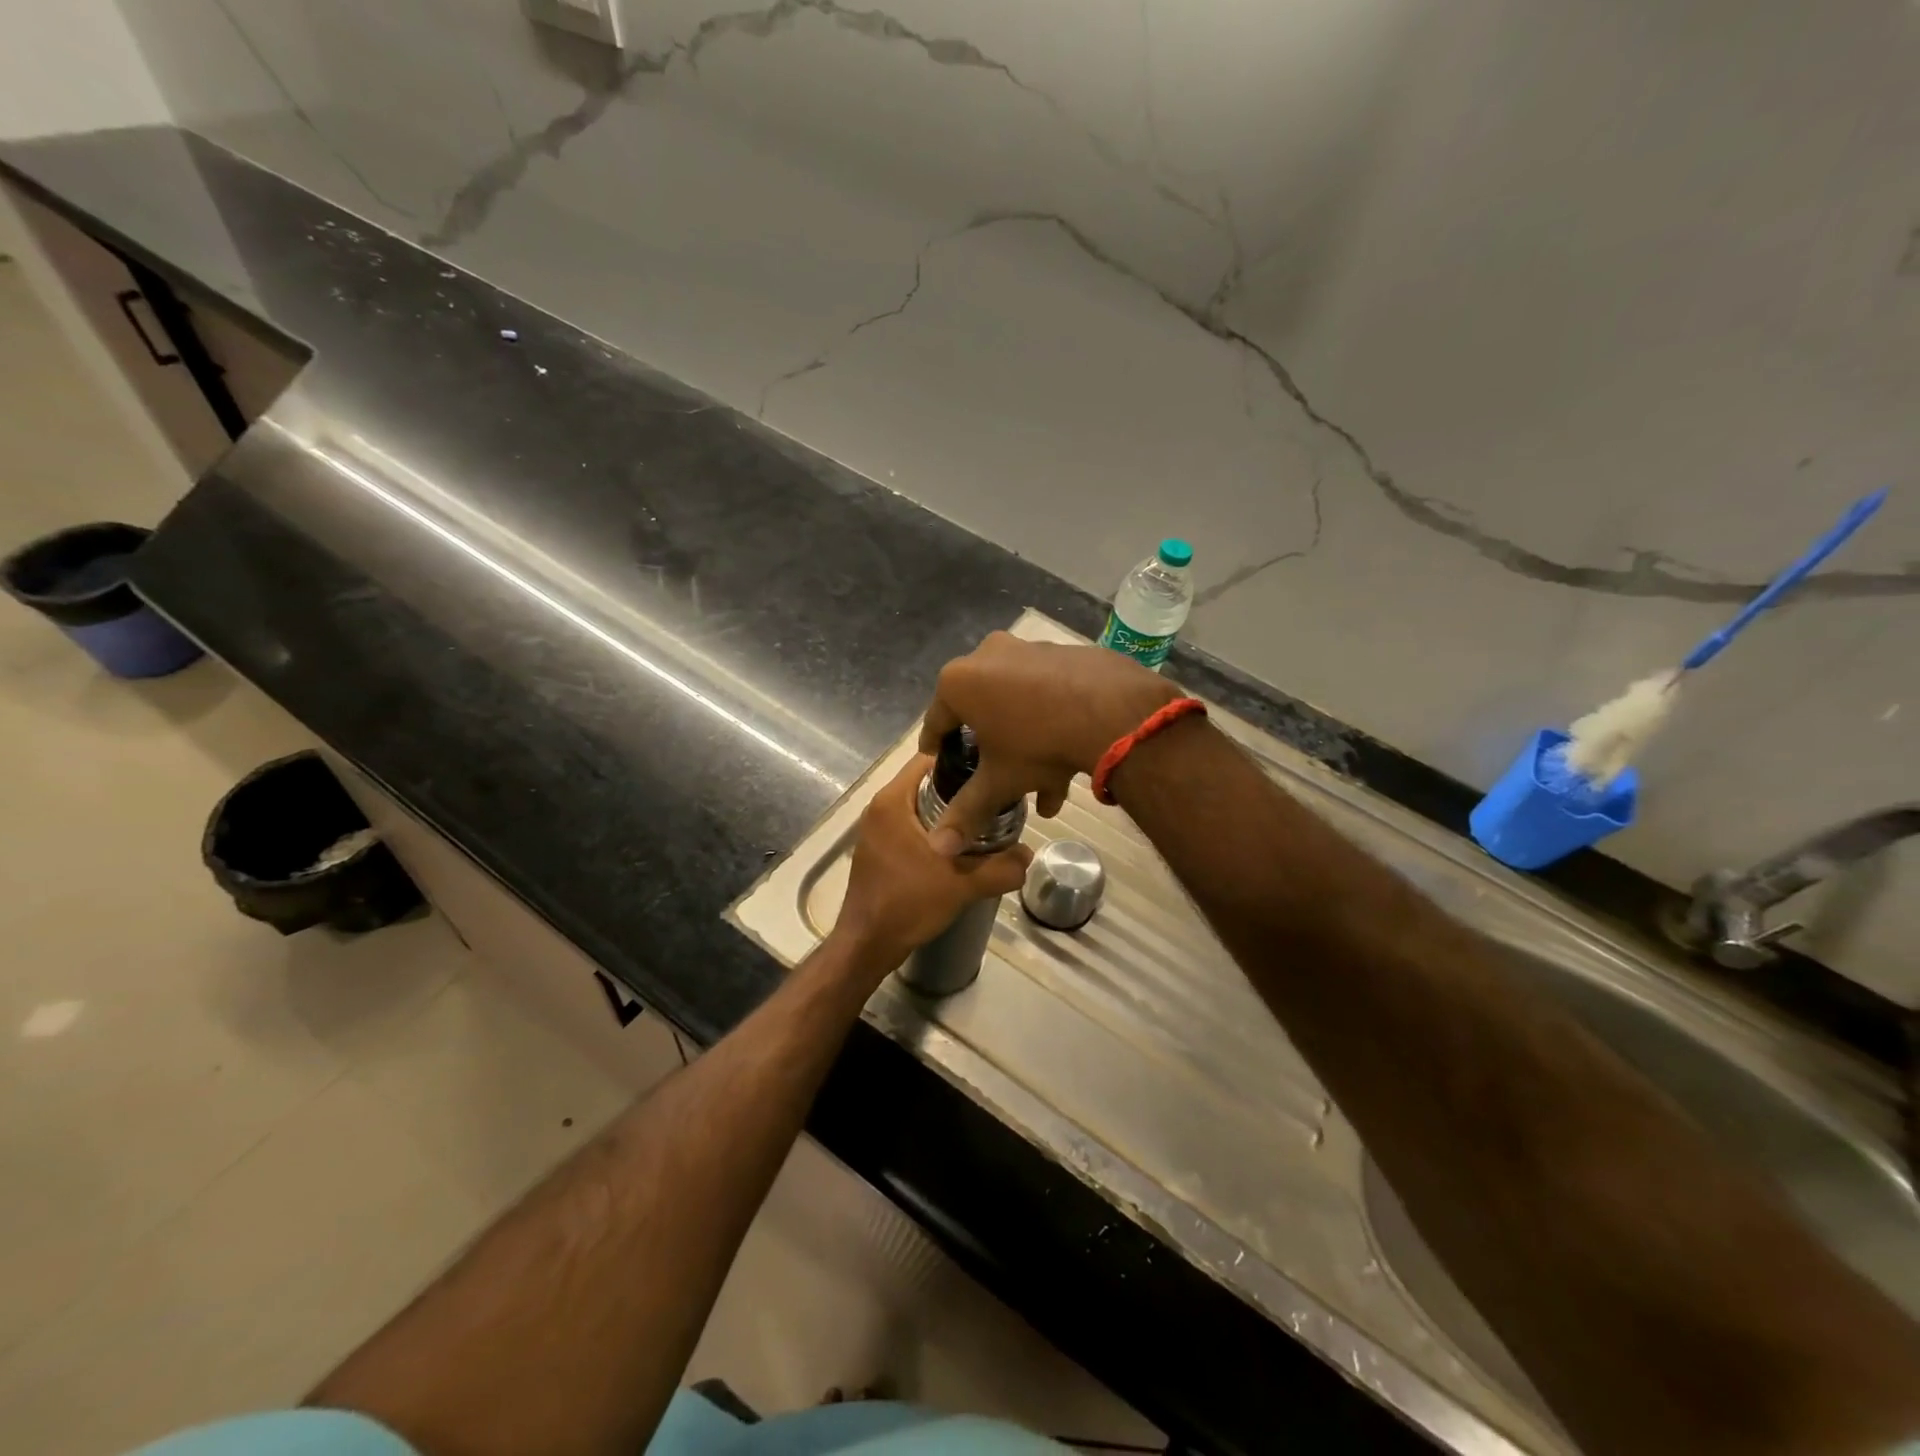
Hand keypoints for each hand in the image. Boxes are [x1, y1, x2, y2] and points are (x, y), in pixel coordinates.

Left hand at [833, 755, 1033, 972]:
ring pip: (921, 808)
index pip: (930, 758)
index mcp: (892, 801)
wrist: (867, 945)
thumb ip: (1000, 868)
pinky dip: (936, 832)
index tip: (992, 770)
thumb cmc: (907, 903)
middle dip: (961, 790)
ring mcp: (876, 830)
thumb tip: (1028, 855)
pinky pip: (912, 827)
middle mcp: (880, 808)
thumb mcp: (961, 884)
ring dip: (950, 814)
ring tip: (984, 825)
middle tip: (995, 800)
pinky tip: (961, 850)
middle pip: (927, 783)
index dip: (962, 759)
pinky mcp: (879, 850)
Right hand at [918, 632, 1176, 854]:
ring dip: (1028, 743)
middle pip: (983, 710)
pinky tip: (1069, 761)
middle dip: (991, 748)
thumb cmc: (1038, 744)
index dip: (936, 744)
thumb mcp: (999, 782)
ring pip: (1021, 705)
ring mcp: (1032, 650)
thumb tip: (938, 847)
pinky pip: (1050, 694)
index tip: (936, 757)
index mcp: (961, 681)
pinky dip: (1054, 723)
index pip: (937, 719)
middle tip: (993, 774)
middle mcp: (990, 655)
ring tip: (1043, 790)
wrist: (1113, 712)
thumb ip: (967, 812)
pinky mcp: (1067, 654)